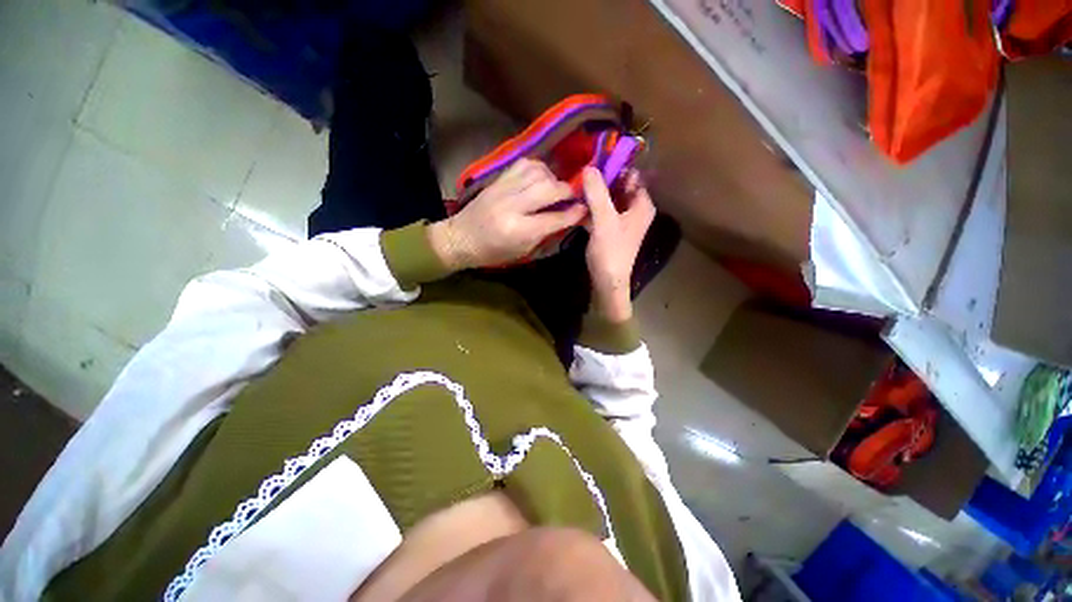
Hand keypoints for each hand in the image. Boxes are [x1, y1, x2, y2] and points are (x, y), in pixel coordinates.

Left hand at [427, 159, 586, 269]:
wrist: (460, 238)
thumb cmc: (493, 253)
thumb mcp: (522, 252)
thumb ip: (546, 234)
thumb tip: (568, 217)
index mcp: (519, 231)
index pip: (555, 217)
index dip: (574, 212)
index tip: (586, 208)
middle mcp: (513, 206)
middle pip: (549, 189)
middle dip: (567, 191)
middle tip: (575, 195)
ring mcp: (504, 189)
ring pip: (538, 172)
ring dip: (553, 178)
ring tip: (556, 187)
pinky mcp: (498, 179)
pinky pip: (524, 164)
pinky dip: (538, 168)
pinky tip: (541, 177)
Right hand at [582, 167, 654, 322]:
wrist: (607, 281)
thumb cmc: (611, 251)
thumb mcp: (604, 220)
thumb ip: (597, 193)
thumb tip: (589, 167)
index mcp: (641, 204)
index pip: (631, 176)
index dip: (615, 166)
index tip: (594, 159)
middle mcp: (635, 210)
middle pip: (618, 187)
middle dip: (601, 180)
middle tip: (580, 171)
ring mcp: (622, 220)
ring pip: (608, 199)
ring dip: (594, 194)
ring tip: (575, 184)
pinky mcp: (610, 230)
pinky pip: (601, 212)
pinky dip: (591, 208)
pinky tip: (576, 204)